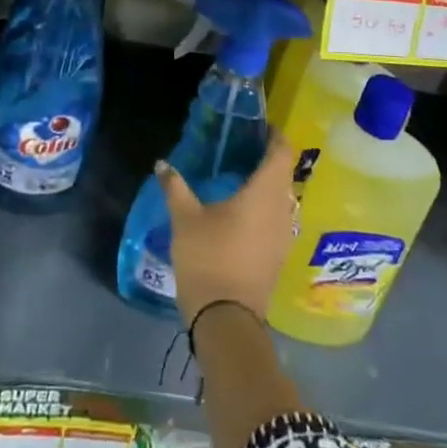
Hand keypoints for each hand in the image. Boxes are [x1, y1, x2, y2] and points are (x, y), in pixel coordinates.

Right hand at [156, 137, 298, 325]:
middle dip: (269, 159)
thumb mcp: (185, 219)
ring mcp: (284, 236)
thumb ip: (175, 187)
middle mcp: (282, 210)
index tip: (259, 127)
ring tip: (243, 177)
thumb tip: (162, 164)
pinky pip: (280, 219)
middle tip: (244, 148)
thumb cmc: (208, 258)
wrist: (226, 320)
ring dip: (270, 185)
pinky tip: (245, 211)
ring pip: (284, 199)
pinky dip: (268, 207)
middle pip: (285, 174)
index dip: (274, 136)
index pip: (282, 153)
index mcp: (264, 193)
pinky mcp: (279, 256)